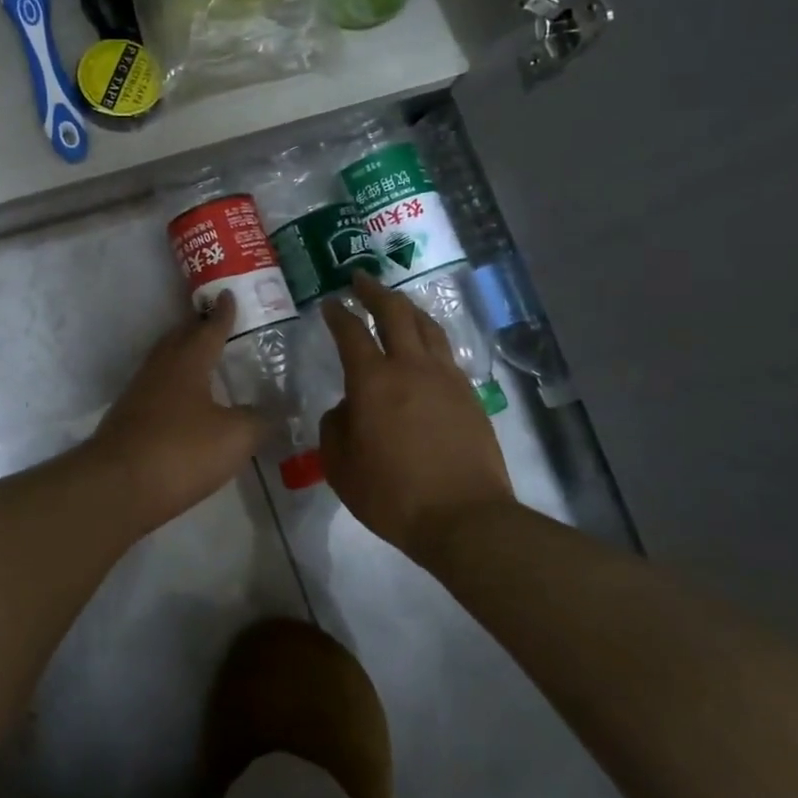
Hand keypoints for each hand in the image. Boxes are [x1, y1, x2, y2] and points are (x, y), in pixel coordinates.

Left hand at [88, 294, 269, 524]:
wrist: (117, 487)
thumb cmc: (181, 451)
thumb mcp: (235, 437)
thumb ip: (259, 420)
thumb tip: (278, 409)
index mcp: (188, 362)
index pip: (209, 329)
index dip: (223, 314)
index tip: (228, 295)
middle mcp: (160, 369)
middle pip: (180, 339)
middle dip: (198, 328)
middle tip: (215, 322)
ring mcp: (139, 393)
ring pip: (165, 363)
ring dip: (183, 355)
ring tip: (202, 359)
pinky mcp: (128, 418)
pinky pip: (157, 388)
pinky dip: (174, 384)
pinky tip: (184, 402)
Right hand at [320, 273, 514, 552]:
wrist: (464, 517)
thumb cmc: (392, 494)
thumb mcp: (340, 466)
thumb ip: (335, 427)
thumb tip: (347, 408)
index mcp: (373, 381)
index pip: (351, 333)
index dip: (337, 314)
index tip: (329, 302)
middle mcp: (411, 367)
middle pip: (395, 313)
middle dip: (375, 292)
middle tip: (361, 280)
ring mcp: (446, 378)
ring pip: (427, 326)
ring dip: (407, 308)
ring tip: (396, 303)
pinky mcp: (469, 395)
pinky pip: (445, 353)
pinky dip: (429, 338)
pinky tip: (425, 347)